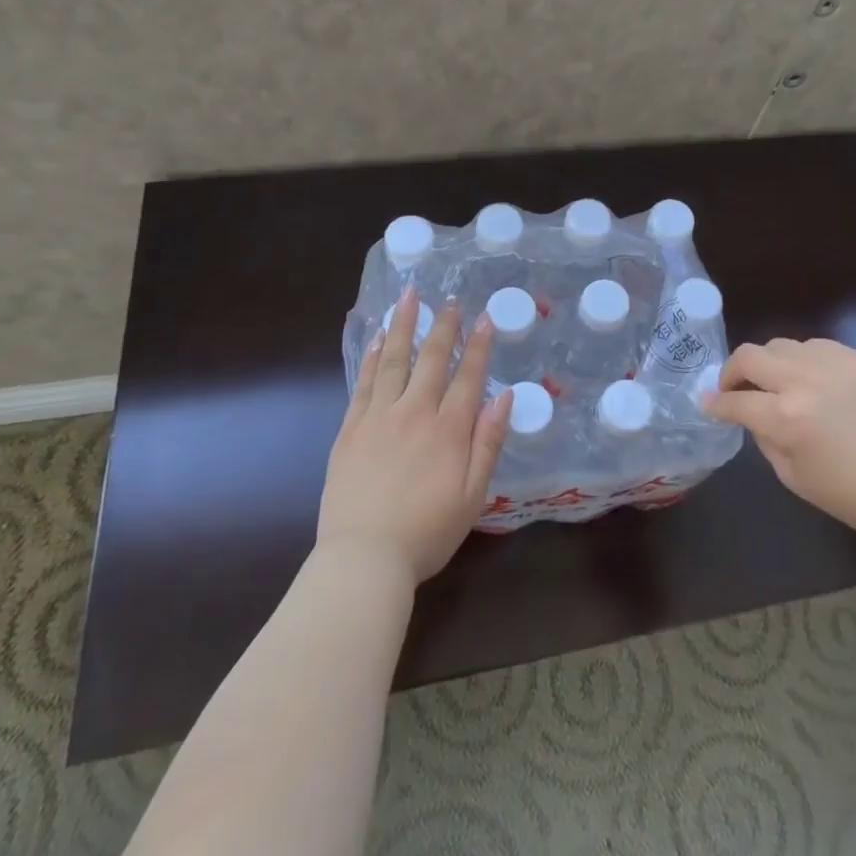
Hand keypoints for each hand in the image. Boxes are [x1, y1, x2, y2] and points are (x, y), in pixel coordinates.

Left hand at [317, 288, 514, 583]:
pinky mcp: (351, 429)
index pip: (468, 376)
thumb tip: (505, 396)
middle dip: (444, 326)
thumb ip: (489, 443)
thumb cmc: (427, 532)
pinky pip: (363, 383)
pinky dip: (371, 357)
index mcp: (449, 430)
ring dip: (403, 326)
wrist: (363, 559)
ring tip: (409, 297)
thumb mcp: (474, 495)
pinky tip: (377, 339)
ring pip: (394, 360)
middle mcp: (415, 413)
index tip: (483, 317)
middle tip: (451, 299)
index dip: (478, 345)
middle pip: (432, 360)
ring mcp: (379, 417)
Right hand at [704, 338, 855, 536]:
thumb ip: (763, 437)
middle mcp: (805, 382)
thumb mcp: (791, 476)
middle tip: (734, 387)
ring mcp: (834, 364)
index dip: (716, 403)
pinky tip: (811, 380)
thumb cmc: (848, 493)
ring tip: (776, 382)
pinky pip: (816, 346)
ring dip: (769, 363)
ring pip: (781, 345)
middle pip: (749, 356)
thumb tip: (749, 412)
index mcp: (786, 418)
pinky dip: (803, 360)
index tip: (708, 403)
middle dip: (732, 372)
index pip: (735, 401)